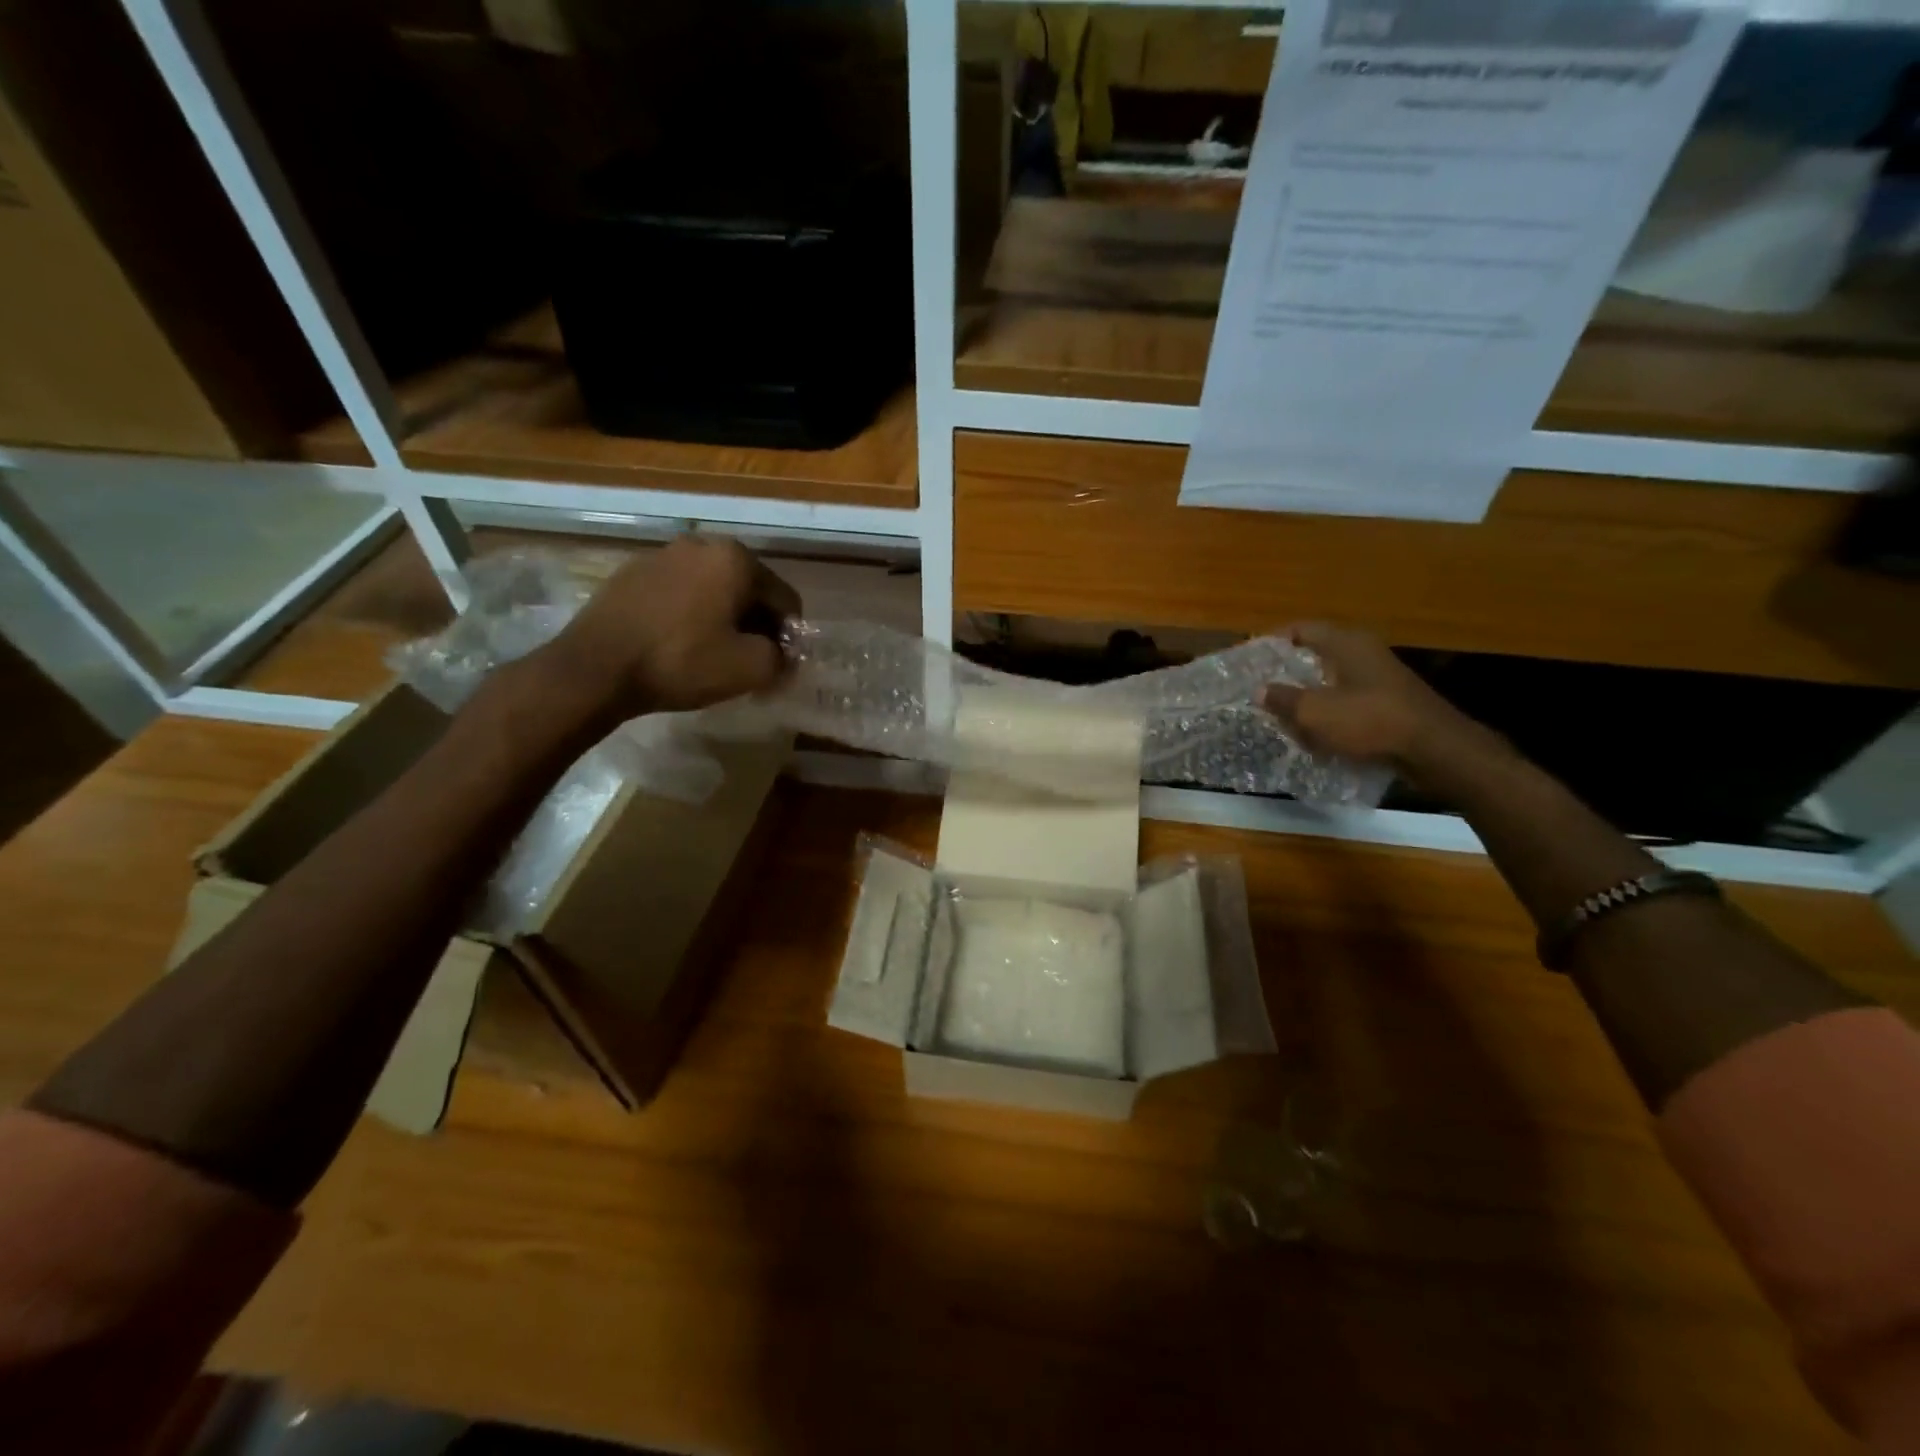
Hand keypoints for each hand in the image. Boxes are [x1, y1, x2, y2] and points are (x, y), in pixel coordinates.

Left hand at [540, 535, 801, 720]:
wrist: (595, 668)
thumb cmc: (681, 661)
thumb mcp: (749, 668)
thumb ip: (782, 659)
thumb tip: (783, 656)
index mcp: (736, 559)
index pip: (785, 600)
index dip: (789, 638)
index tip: (778, 668)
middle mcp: (701, 545)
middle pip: (749, 590)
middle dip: (756, 626)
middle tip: (749, 663)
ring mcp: (662, 555)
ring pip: (713, 590)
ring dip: (723, 619)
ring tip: (713, 655)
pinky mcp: (631, 573)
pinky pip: (680, 594)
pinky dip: (690, 615)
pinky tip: (679, 645)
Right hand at [1261, 622, 1501, 784]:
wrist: (1433, 749)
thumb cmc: (1369, 719)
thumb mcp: (1314, 711)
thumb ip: (1283, 699)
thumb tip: (1260, 690)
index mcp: (1345, 643)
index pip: (1300, 629)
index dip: (1272, 641)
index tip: (1249, 658)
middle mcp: (1363, 652)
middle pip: (1314, 656)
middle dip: (1286, 674)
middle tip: (1260, 690)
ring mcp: (1378, 678)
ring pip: (1330, 682)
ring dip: (1306, 698)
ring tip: (1281, 716)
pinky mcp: (1388, 703)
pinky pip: (1347, 702)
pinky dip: (1328, 714)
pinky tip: (1313, 735)